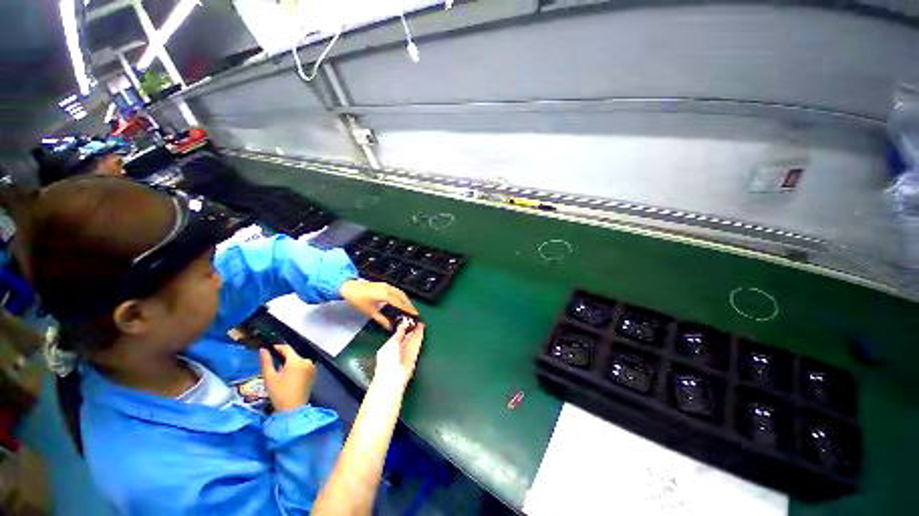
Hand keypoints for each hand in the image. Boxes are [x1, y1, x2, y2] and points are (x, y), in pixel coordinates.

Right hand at [260, 345, 315, 411]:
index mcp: (296, 361)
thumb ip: (266, 361)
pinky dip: (296, 367)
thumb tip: (263, 349)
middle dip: (283, 357)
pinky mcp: (313, 373)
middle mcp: (306, 361)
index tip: (270, 347)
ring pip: (298, 360)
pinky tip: (289, 375)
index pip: (287, 349)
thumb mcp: (269, 377)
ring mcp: (311, 367)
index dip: (278, 347)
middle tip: (273, 362)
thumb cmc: (279, 393)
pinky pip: (303, 366)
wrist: (293, 408)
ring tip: (280, 370)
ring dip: (290, 363)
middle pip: (293, 355)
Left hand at [339, 280, 418, 329]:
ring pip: (400, 292)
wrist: (349, 288)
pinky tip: (400, 301)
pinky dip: (400, 296)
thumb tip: (389, 327)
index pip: (400, 303)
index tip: (415, 314)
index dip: (408, 309)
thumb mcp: (370, 312)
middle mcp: (388, 289)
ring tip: (408, 307)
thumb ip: (381, 320)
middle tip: (413, 312)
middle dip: (409, 304)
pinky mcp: (384, 284)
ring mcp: (386, 285)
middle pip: (403, 296)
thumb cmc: (358, 300)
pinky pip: (396, 290)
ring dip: (405, 299)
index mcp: (386, 295)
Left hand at [374, 321, 424, 390]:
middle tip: (416, 320)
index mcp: (389, 346)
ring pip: (413, 339)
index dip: (403, 327)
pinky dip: (420, 336)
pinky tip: (422, 329)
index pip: (397, 334)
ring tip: (421, 322)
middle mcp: (398, 349)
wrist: (393, 377)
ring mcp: (407, 352)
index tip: (408, 320)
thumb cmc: (388, 360)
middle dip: (411, 328)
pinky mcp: (414, 356)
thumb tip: (403, 324)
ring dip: (417, 331)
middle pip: (406, 337)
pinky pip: (417, 344)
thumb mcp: (392, 343)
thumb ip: (399, 333)